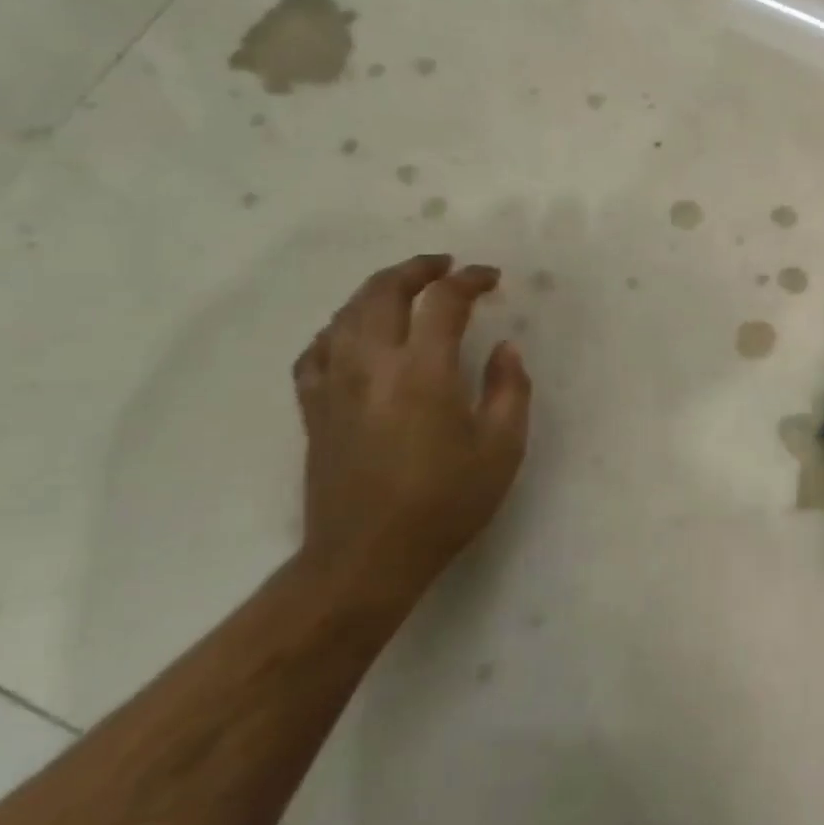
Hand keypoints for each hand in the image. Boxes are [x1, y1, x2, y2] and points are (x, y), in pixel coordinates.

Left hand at [293, 254, 531, 599]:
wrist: (366, 557)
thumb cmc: (444, 503)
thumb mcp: (501, 450)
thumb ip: (509, 390)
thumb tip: (506, 349)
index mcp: (423, 372)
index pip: (443, 301)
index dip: (469, 280)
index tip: (491, 278)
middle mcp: (372, 364)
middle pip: (383, 291)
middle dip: (417, 269)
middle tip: (444, 266)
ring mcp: (335, 384)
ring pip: (346, 313)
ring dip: (377, 290)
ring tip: (403, 290)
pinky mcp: (313, 408)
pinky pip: (316, 350)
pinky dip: (338, 329)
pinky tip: (352, 335)